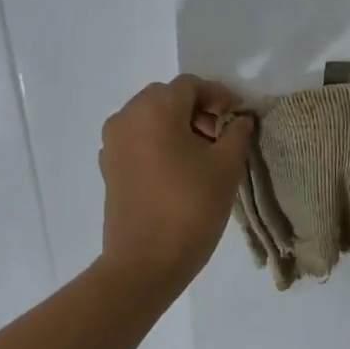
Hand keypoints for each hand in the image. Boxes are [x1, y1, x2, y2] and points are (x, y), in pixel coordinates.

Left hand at [99, 75, 253, 288]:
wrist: (145, 262)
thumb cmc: (190, 208)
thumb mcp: (226, 167)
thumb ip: (237, 133)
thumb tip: (240, 119)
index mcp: (154, 109)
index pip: (191, 86)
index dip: (220, 96)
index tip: (239, 118)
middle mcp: (126, 117)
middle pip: (167, 98)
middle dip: (198, 111)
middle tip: (222, 137)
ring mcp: (113, 143)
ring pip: (150, 119)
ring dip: (178, 127)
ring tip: (203, 156)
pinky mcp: (109, 168)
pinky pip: (138, 141)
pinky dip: (159, 144)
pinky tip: (179, 171)